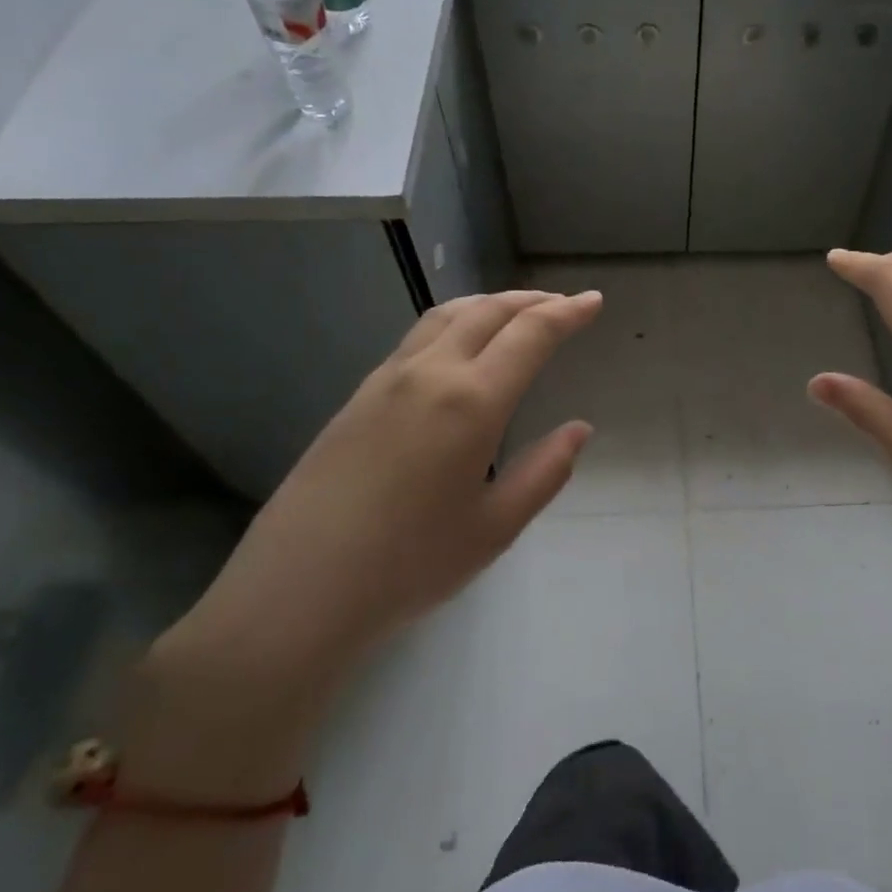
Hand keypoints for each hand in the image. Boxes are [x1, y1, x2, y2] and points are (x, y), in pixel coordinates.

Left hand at [129, 290, 600, 794]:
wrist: (298, 590)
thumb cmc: (410, 565)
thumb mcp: (495, 527)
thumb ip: (545, 471)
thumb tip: (579, 429)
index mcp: (471, 402)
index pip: (530, 335)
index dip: (567, 313)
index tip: (593, 301)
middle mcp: (429, 374)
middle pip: (488, 312)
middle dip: (532, 300)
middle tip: (562, 304)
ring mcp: (386, 380)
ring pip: (446, 316)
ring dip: (489, 303)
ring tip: (515, 311)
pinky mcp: (358, 396)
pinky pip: (417, 337)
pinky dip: (454, 322)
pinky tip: (458, 346)